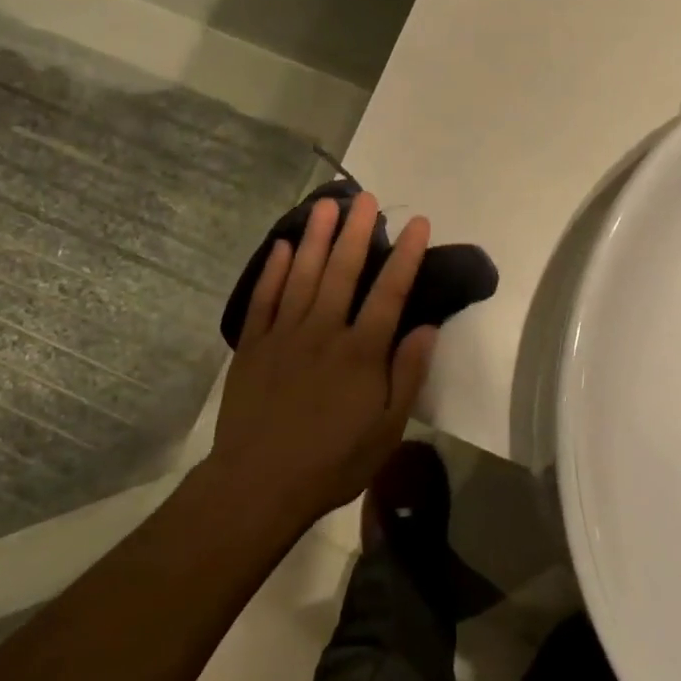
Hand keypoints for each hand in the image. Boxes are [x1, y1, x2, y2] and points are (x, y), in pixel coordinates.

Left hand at [208, 192, 439, 527]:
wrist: (260, 484)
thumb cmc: (333, 462)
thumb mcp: (387, 430)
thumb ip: (408, 375)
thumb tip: (428, 327)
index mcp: (361, 352)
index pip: (390, 292)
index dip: (406, 255)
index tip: (419, 223)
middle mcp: (323, 332)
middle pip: (342, 271)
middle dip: (357, 231)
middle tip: (366, 197)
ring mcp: (283, 334)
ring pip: (301, 275)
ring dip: (315, 237)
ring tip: (326, 204)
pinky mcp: (252, 345)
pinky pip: (263, 298)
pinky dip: (271, 270)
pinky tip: (280, 246)